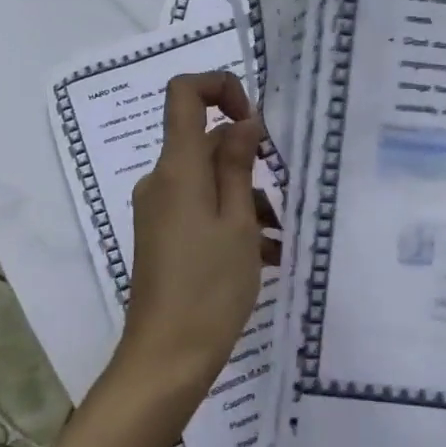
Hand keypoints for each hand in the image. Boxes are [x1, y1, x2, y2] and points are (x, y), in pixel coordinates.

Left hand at [120, 73, 270, 394]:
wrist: (167, 358)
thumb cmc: (210, 287)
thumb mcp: (238, 222)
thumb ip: (238, 165)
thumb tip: (244, 121)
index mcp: (177, 168)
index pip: (184, 94)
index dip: (221, 88)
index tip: (255, 122)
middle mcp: (161, 181)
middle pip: (205, 143)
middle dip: (248, 161)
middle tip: (285, 197)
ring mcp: (160, 210)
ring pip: (209, 181)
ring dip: (248, 199)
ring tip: (281, 239)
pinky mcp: (164, 236)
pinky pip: (201, 210)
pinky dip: (232, 221)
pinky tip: (266, 255)